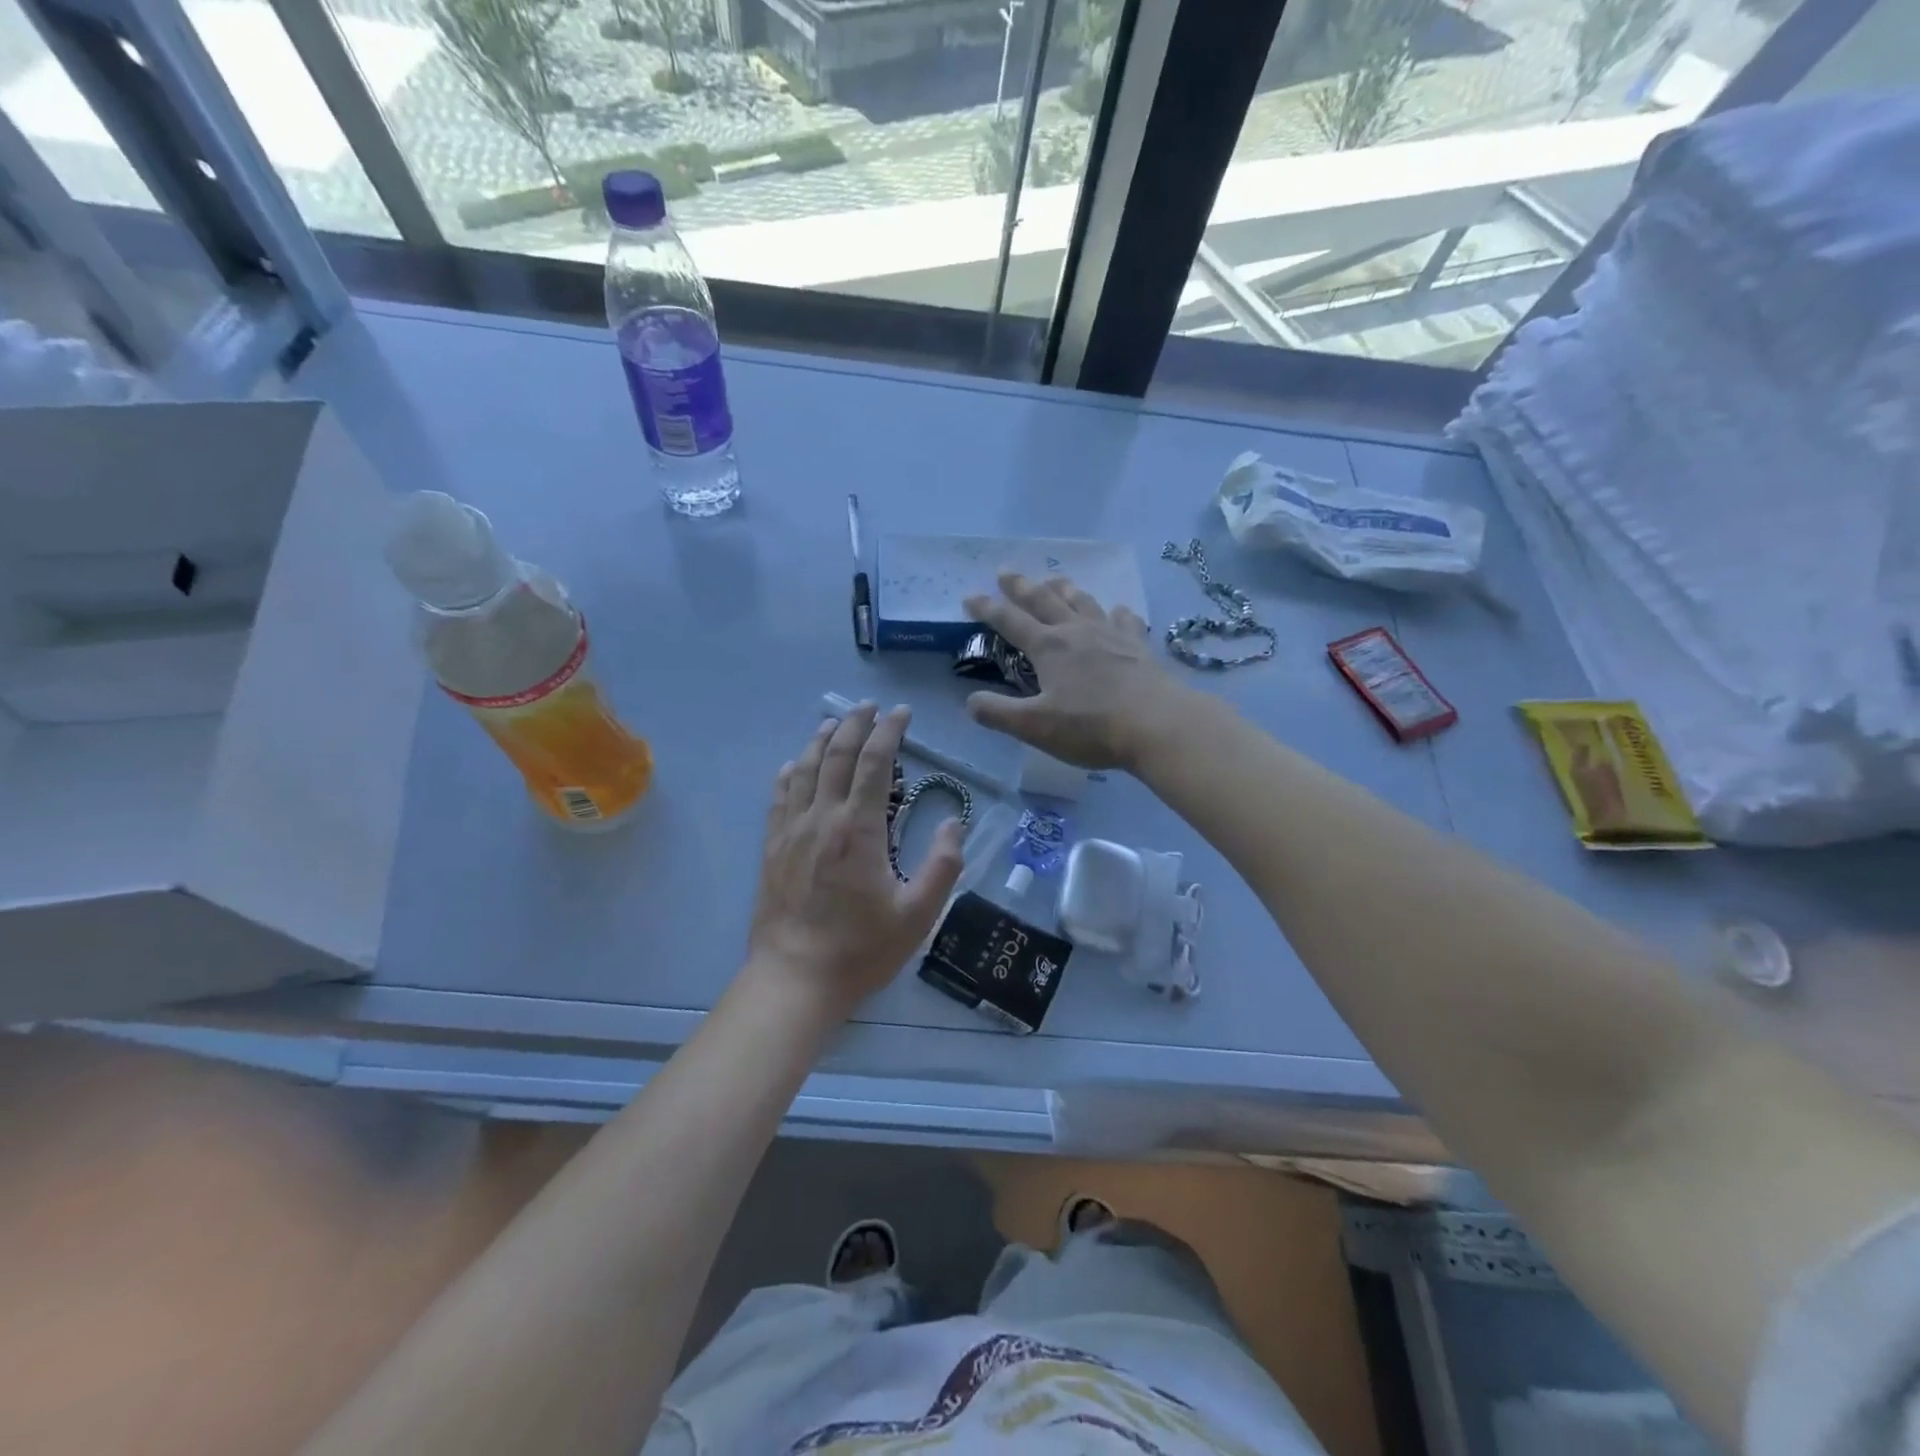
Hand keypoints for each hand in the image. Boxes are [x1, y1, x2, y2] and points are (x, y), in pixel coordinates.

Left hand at [744, 703, 964, 1019]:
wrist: (795, 979)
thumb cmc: (861, 949)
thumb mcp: (918, 913)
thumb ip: (942, 865)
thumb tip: (954, 823)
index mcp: (859, 828)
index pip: (875, 762)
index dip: (890, 732)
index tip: (902, 713)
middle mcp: (822, 818)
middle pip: (836, 755)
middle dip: (855, 724)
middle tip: (871, 707)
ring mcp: (792, 831)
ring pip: (804, 769)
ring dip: (820, 740)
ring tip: (834, 722)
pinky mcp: (772, 848)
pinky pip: (779, 797)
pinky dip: (789, 773)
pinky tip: (794, 765)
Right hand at [963, 573, 1193, 771]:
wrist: (1158, 723)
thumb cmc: (1091, 727)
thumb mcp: (1035, 727)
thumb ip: (999, 713)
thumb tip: (970, 702)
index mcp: (1048, 647)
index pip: (1009, 621)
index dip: (987, 609)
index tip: (970, 597)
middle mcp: (1077, 631)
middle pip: (1044, 600)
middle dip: (1021, 586)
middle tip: (1006, 571)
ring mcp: (1111, 634)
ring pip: (1082, 601)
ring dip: (1064, 589)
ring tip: (1055, 580)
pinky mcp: (1138, 645)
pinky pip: (1124, 619)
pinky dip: (1115, 612)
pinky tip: (1116, 611)